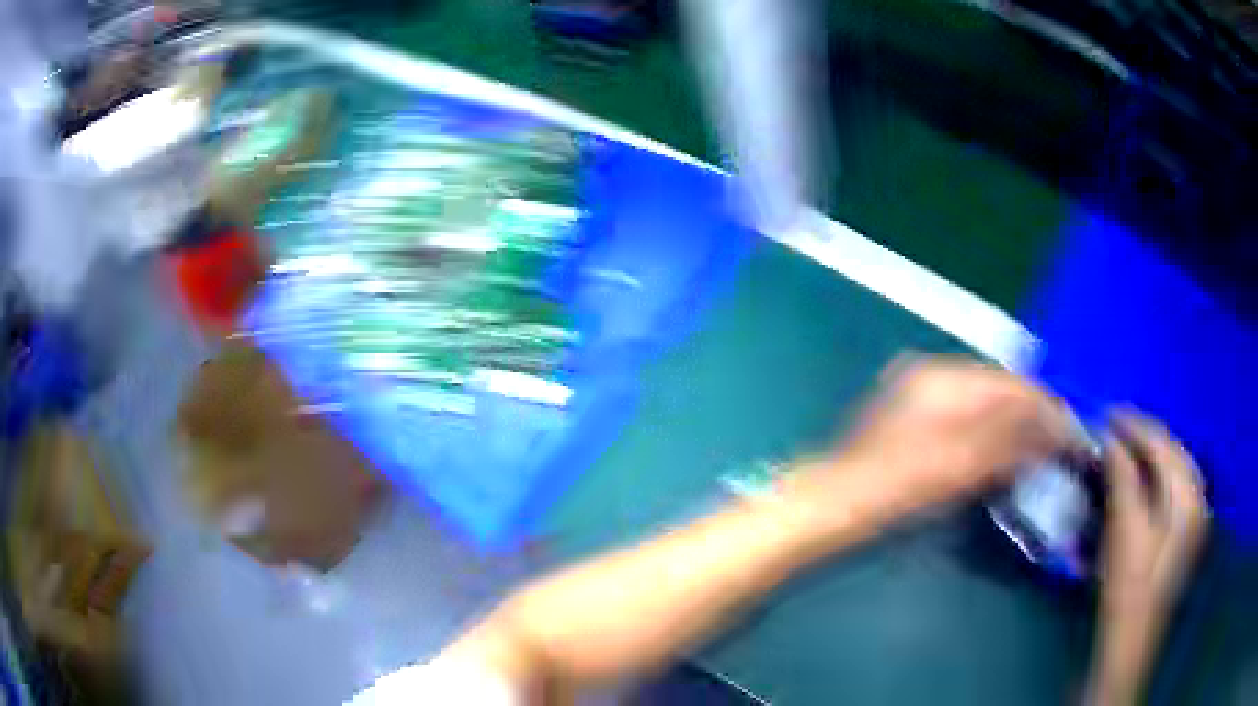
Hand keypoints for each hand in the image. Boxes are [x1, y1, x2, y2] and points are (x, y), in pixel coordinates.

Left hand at [783, 356, 1073, 527]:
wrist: (836, 501)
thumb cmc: (898, 486)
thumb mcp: (962, 465)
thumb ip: (1011, 442)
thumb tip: (1053, 429)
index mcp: (946, 378)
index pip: (1012, 385)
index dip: (1045, 408)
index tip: (1070, 431)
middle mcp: (935, 373)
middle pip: (1000, 388)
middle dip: (1031, 413)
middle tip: (1058, 441)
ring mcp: (922, 391)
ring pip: (985, 399)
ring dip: (1013, 421)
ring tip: (1037, 446)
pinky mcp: (914, 413)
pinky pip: (967, 411)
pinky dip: (989, 428)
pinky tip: (1002, 448)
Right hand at [1087, 411, 1208, 705]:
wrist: (1130, 647)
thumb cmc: (1128, 592)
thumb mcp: (1124, 533)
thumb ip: (1122, 479)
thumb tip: (1111, 439)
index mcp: (1190, 496)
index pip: (1165, 444)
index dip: (1135, 426)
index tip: (1107, 414)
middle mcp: (1199, 500)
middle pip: (1172, 455)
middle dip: (1142, 441)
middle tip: (1112, 432)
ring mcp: (1194, 521)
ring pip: (1172, 474)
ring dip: (1147, 461)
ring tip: (1122, 454)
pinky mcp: (1184, 538)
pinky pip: (1172, 496)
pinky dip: (1153, 485)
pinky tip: (1137, 486)